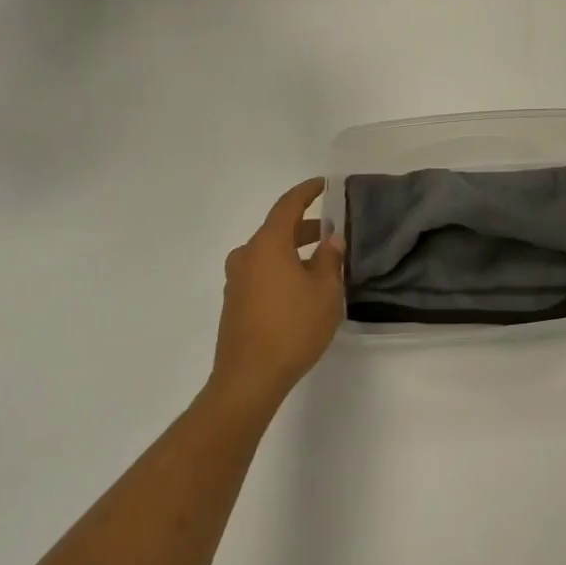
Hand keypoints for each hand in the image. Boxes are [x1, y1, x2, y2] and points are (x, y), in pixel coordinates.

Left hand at [209, 178, 345, 416]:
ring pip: (268, 253)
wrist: (248, 379)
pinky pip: (261, 272)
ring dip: (293, 251)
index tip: (325, 184)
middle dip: (305, 228)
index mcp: (268, 245)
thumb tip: (331, 240)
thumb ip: (329, 260)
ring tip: (320, 263)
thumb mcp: (325, 292)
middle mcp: (247, 256)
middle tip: (332, 233)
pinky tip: (300, 288)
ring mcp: (236, 280)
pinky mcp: (234, 303)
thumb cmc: (292, 328)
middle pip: (277, 229)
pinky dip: (281, 269)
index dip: (307, 191)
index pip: (288, 205)